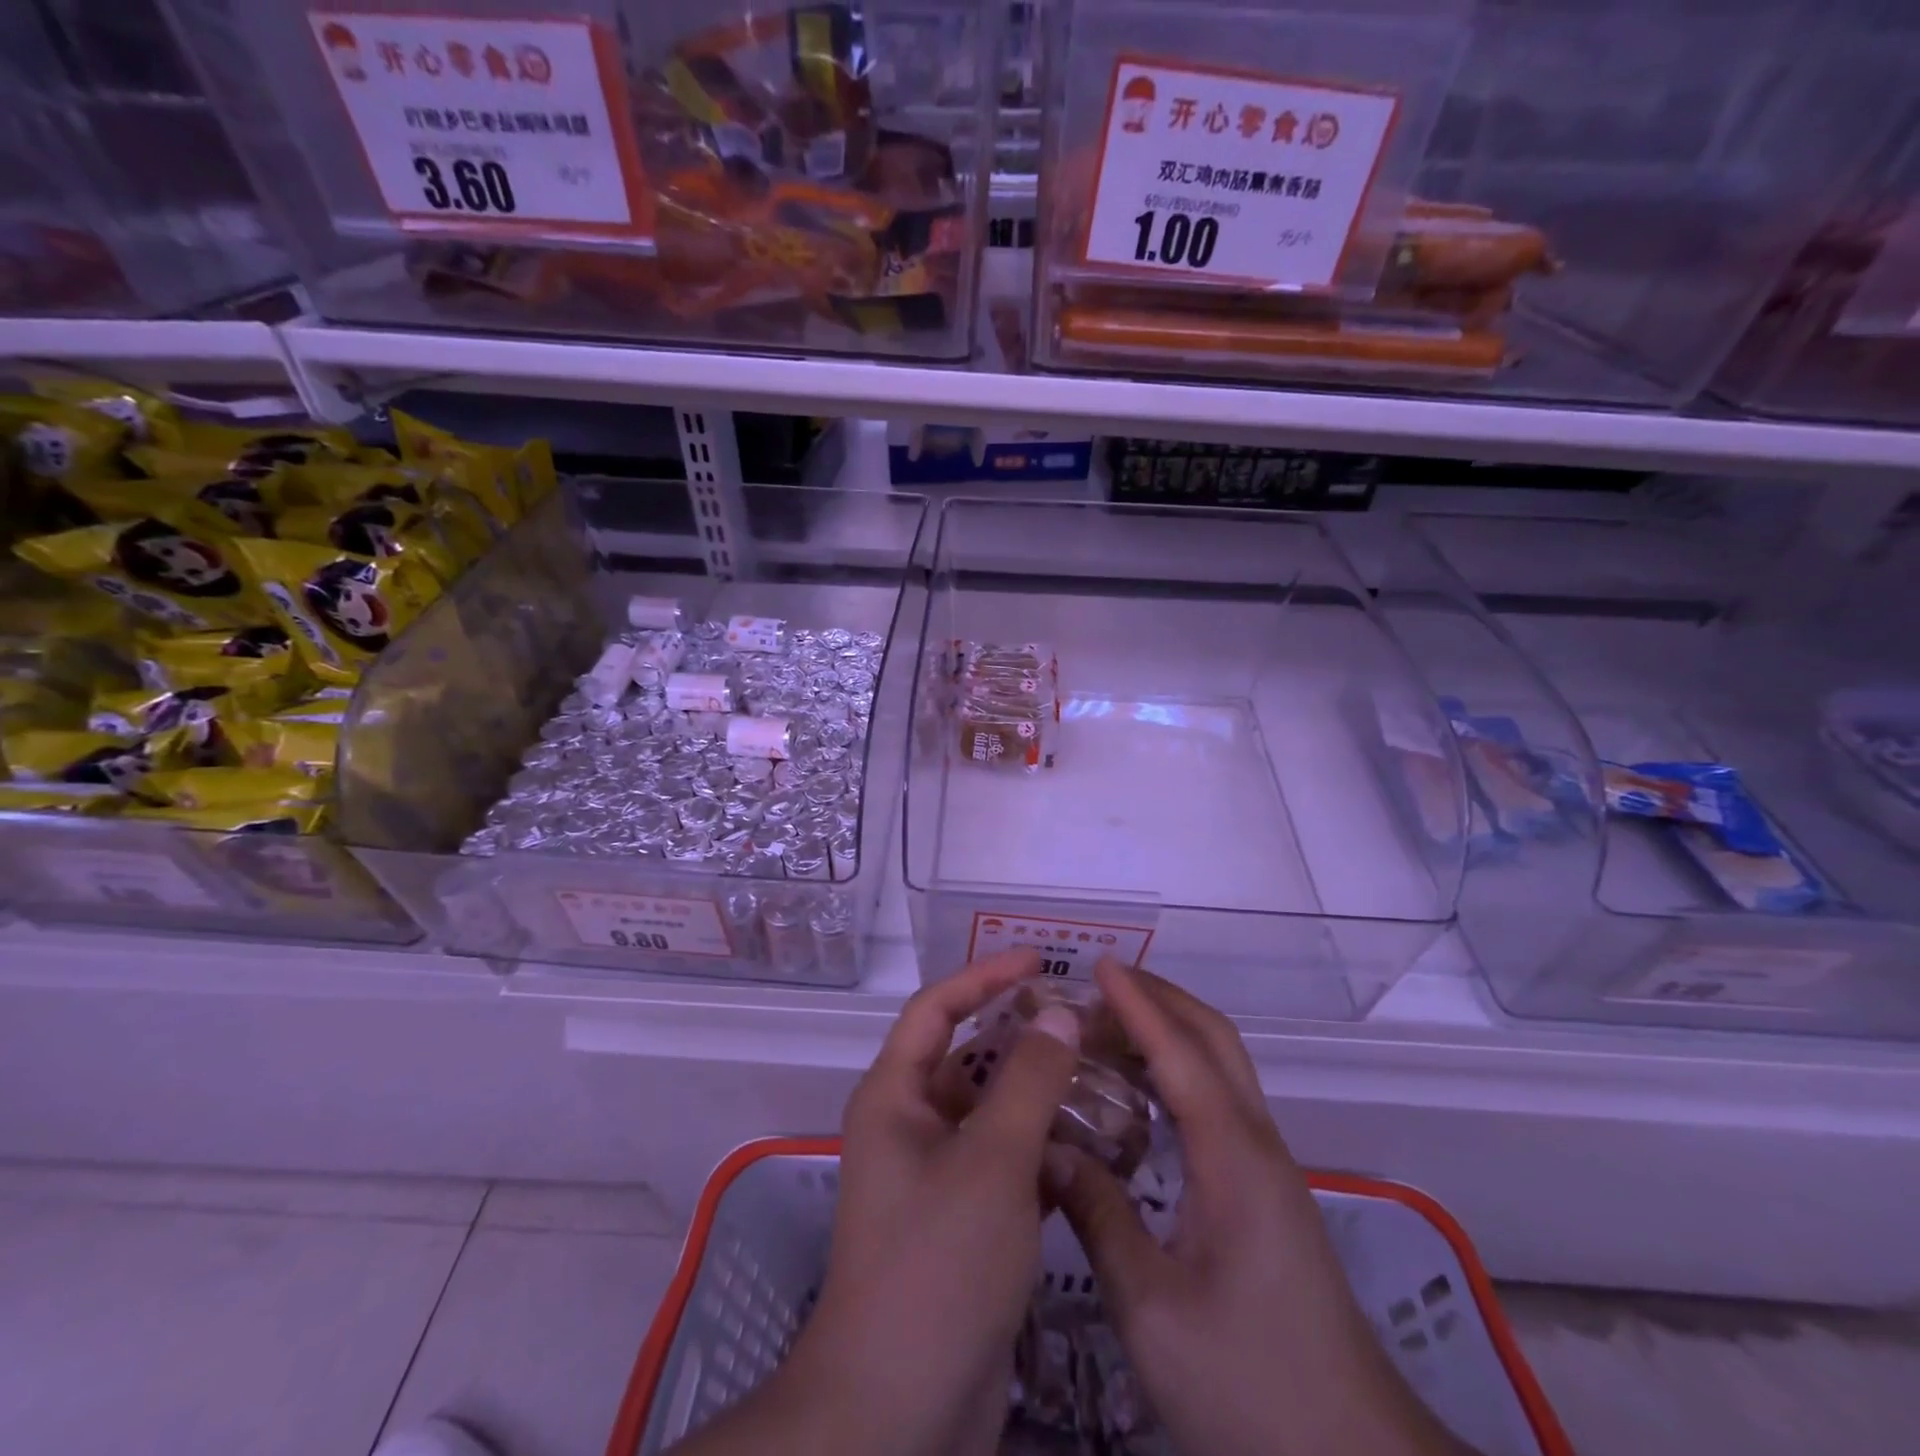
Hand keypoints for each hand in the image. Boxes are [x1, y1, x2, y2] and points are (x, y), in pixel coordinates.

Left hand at [669, 947, 1081, 1455]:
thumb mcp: (992, 1161)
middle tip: (1082, 1019)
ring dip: (1037, 1094)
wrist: (900, 1410)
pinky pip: (1003, 1161)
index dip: (984, 975)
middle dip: (1020, 1035)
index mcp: (895, 1095)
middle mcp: (909, 1125)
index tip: (1038, 960)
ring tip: (1100, 1074)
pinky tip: (1092, 1146)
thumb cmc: (937, 1263)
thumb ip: (1029, 1081)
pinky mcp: (962, 1220)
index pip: (937, 1008)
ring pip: (991, 1112)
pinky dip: (1040, 1148)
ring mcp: (935, 1175)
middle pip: (967, 1057)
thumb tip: (1059, 1014)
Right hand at [1051, 959, 1474, 1455]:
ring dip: (1171, 1031)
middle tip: (1100, 986)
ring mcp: (1268, 1166)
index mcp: (1233, 1156)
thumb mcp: (1153, 1310)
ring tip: (1109, 1028)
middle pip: (1214, 1040)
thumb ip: (1098, 1216)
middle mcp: (1257, 1143)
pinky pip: (1220, 1100)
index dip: (1137, 1004)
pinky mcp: (1267, 1192)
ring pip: (1222, 1067)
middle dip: (1161, 998)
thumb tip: (1049, 1149)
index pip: (1180, 1052)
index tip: (1098, 966)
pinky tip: (1141, 1096)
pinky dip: (1180, 1071)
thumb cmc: (1251, 1385)